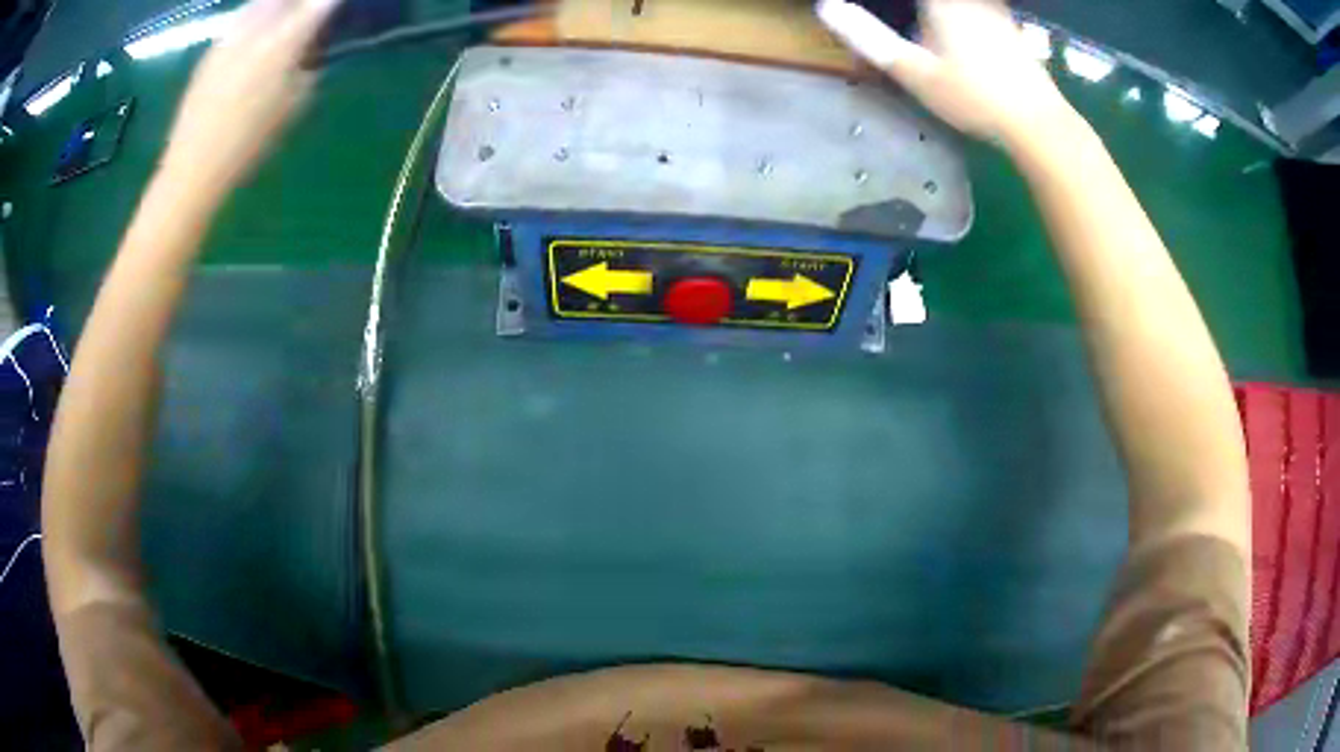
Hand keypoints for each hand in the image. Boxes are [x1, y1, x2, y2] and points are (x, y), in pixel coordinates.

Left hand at [159, 0, 342, 198]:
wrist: (193, 167)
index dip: (331, 3)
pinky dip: (254, 16)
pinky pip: (239, 19)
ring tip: (284, 12)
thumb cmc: (249, 143)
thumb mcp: (294, 106)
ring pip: (260, 3)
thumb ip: (307, 67)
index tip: (337, 5)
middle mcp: (258, 28)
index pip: (320, 4)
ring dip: (277, 4)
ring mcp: (230, 37)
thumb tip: (310, 47)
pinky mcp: (211, 51)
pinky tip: (256, 30)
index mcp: (284, 42)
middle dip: (302, 1)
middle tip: (309, 9)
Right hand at [817, 0, 1075, 147]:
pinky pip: (974, 7)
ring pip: (956, 4)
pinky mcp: (1005, 20)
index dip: (883, 5)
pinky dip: (952, 15)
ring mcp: (990, 6)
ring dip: (931, 13)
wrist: (1039, 123)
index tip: (863, 10)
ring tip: (922, 33)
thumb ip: (870, 37)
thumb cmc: (975, 99)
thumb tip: (826, 7)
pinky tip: (949, 33)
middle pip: (930, 0)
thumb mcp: (915, 73)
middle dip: (906, 11)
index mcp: (942, 0)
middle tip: (906, 33)